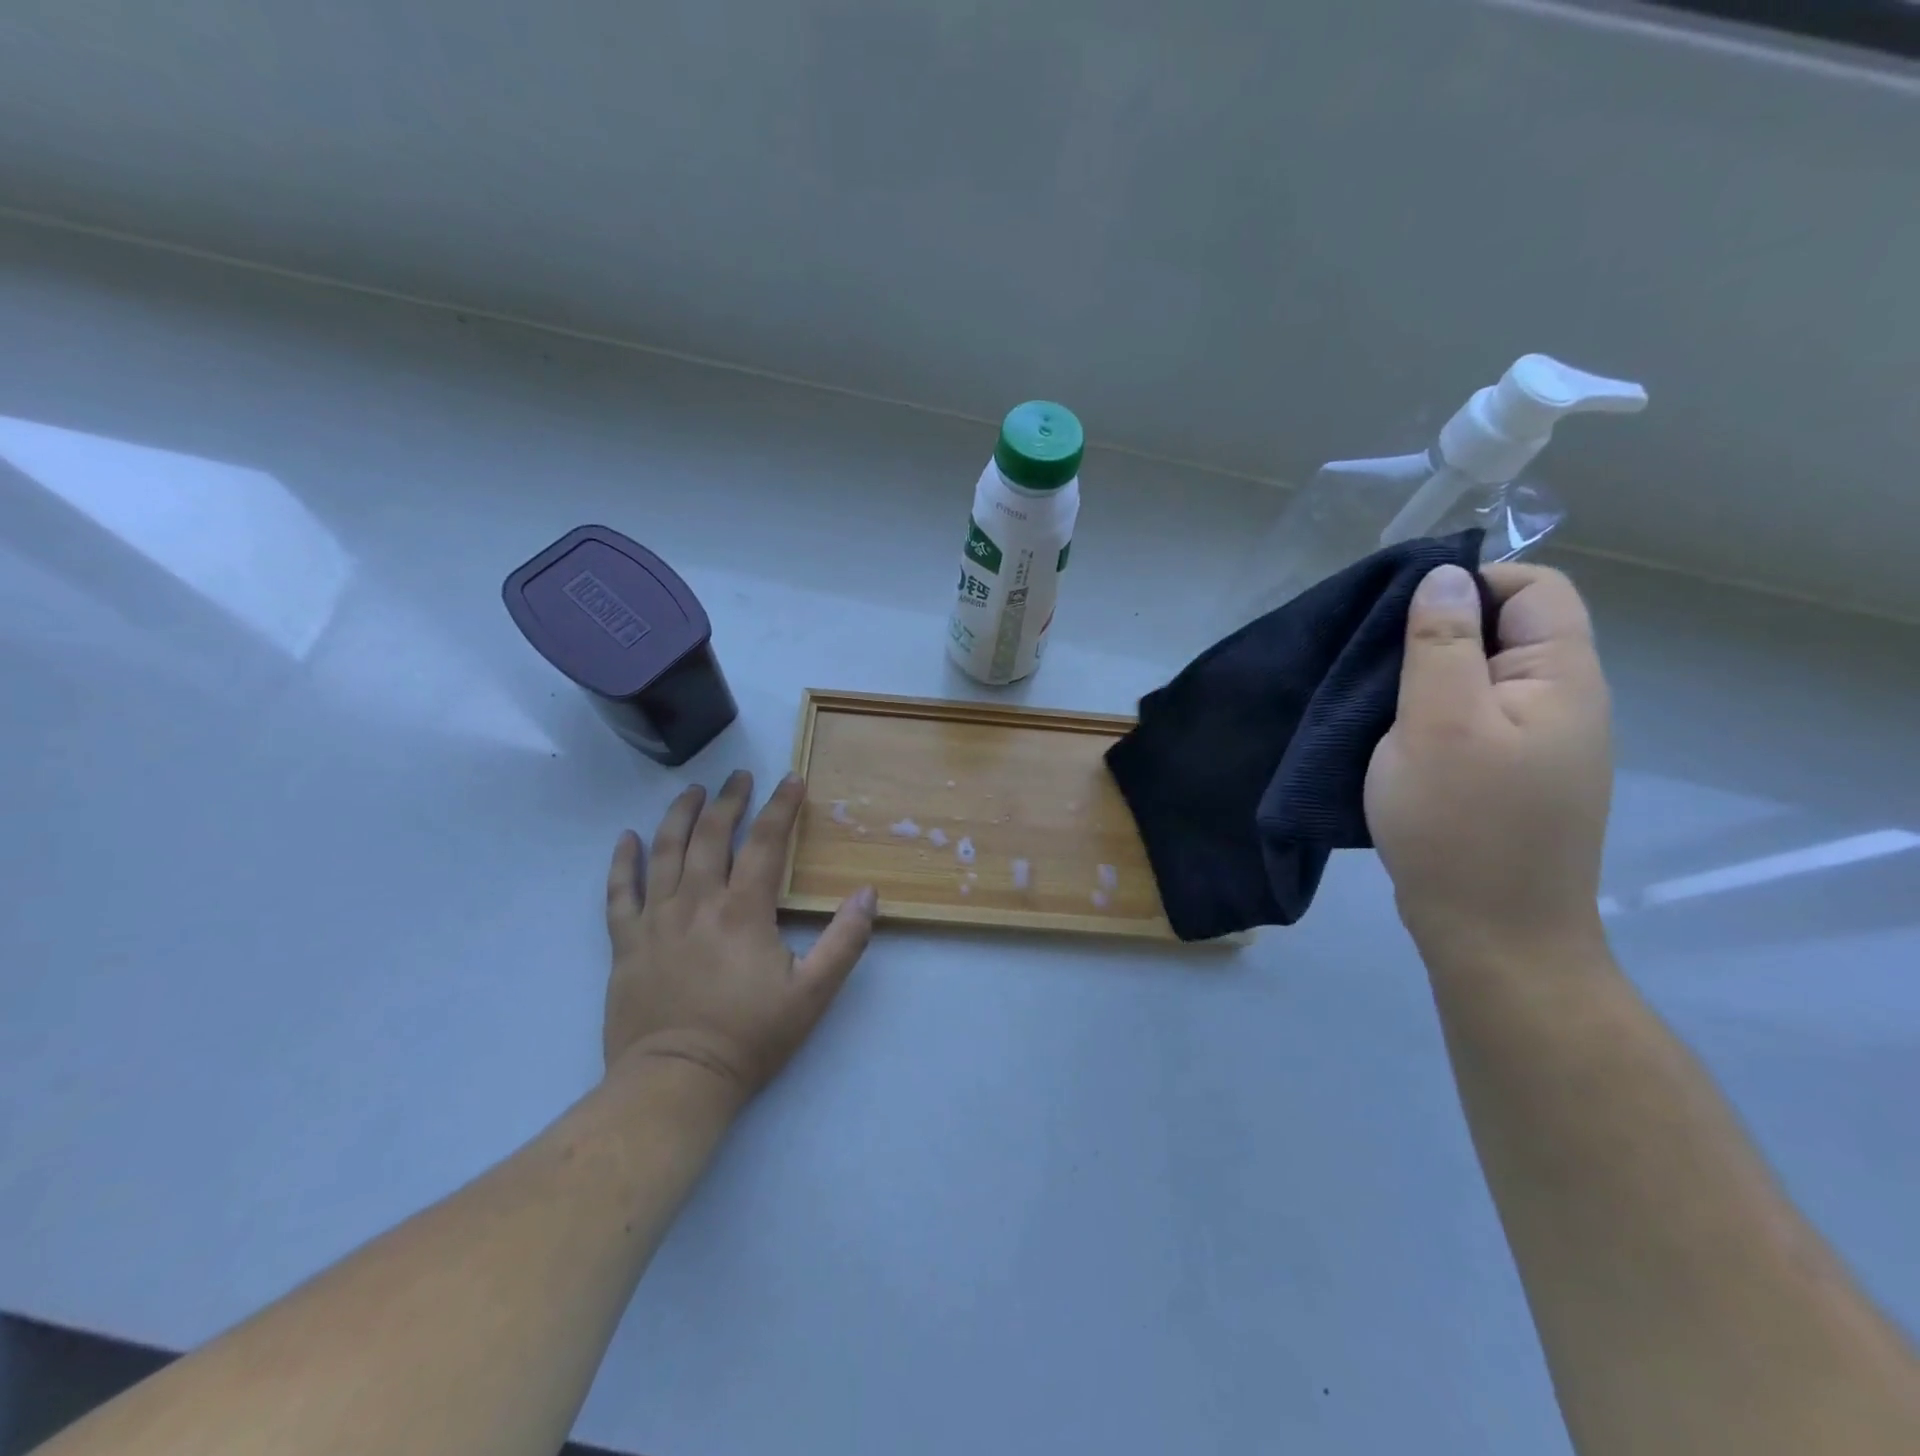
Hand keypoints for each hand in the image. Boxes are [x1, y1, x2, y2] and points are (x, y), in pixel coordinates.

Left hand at [603, 771, 877, 1108]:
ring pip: (664, 851)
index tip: (792, 780)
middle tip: (739, 776)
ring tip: (692, 790)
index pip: (765, 842)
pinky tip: (627, 839)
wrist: (676, 1082)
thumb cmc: (749, 1036)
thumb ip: (845, 941)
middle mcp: (697, 902)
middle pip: (711, 835)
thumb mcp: (813, 993)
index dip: (781, 806)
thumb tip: (868, 893)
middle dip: (729, 799)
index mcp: (743, 910)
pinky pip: (619, 892)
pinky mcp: (626, 943)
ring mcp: (655, 920)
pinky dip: (623, 861)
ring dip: (679, 815)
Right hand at [1364, 563, 1612, 952]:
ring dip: (1424, 678)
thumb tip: (1444, 576)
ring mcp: (1535, 744)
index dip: (1469, 584)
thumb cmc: (1460, 824)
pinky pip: (1470, 719)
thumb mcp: (1438, 723)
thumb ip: (1441, 644)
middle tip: (1373, 663)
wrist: (1490, 935)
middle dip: (1436, 633)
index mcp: (1561, 679)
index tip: (1401, 619)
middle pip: (1505, 631)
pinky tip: (1390, 737)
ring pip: (1480, 678)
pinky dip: (1428, 714)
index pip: (1534, 588)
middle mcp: (1561, 703)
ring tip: (1371, 701)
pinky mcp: (1506, 776)